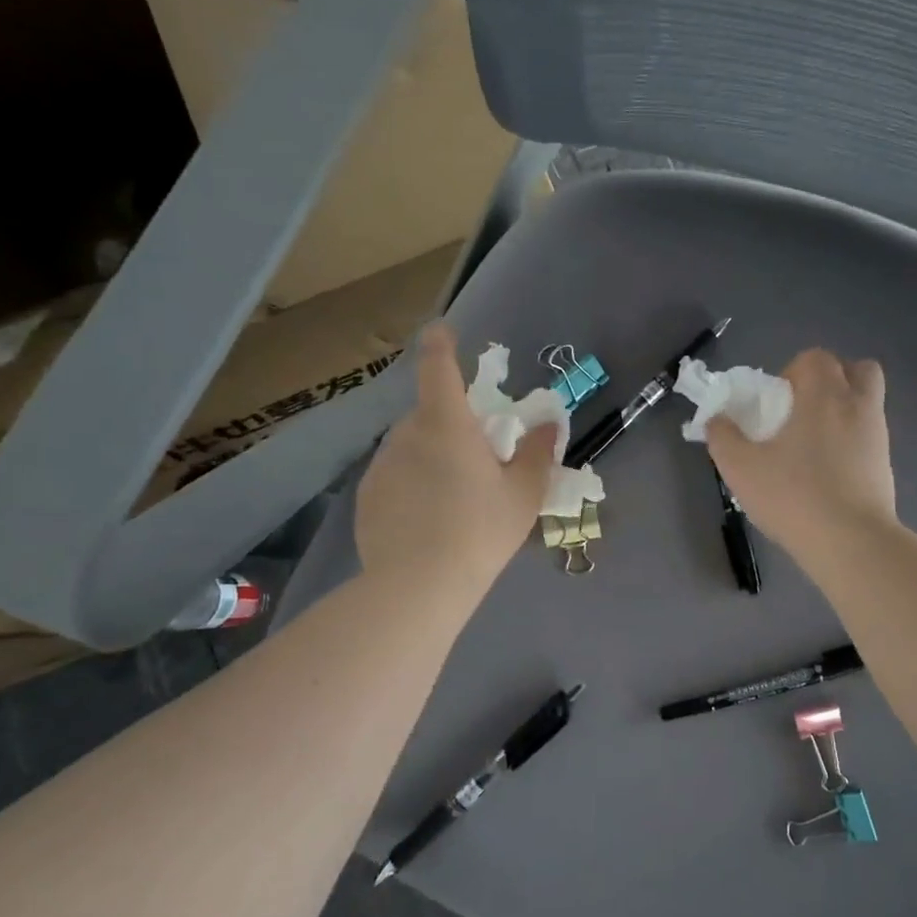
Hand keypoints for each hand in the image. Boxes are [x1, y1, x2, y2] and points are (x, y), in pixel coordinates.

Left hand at [356, 324, 555, 598]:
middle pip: (430, 412)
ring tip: (454, 497)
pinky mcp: (366, 495)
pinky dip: (413, 482)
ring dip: (432, 454)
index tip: (443, 330)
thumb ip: (537, 452)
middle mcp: (407, 434)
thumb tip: (549, 423)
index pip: (438, 367)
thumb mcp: (523, 494)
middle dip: (452, 423)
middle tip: (478, 458)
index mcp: (447, 424)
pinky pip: (396, 474)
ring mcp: (381, 464)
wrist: (418, 586)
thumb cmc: (480, 531)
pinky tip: (428, 519)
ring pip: (412, 445)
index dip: (441, 343)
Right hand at [706, 349, 896, 564]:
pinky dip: (852, 443)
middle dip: (831, 381)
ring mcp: (879, 436)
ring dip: (843, 412)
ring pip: (867, 404)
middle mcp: (859, 406)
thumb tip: (717, 419)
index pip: (816, 358)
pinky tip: (828, 474)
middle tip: (803, 412)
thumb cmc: (793, 496)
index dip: (793, 371)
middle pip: (857, 370)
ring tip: (813, 446)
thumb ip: (723, 437)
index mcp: (825, 395)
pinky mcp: (886, 466)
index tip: (776, 404)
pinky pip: (870, 437)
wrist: (852, 543)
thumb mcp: (741, 468)